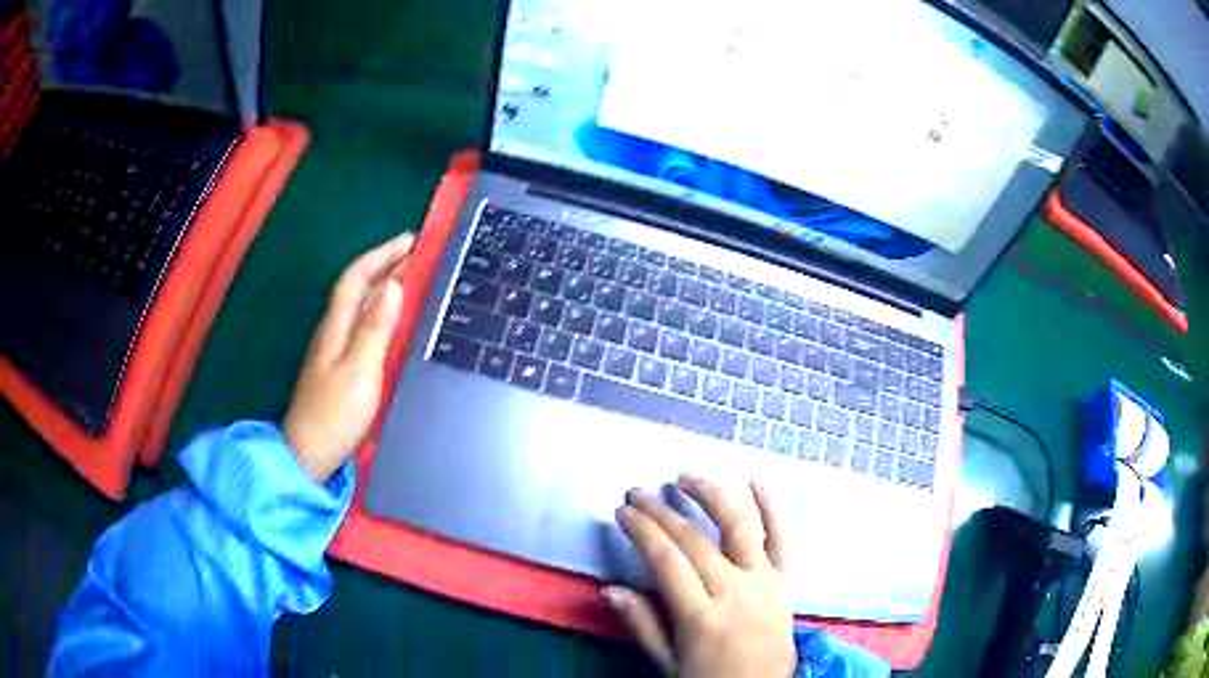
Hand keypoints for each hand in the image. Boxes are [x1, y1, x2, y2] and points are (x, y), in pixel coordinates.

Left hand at [283, 233, 413, 482]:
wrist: (309, 452)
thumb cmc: (335, 413)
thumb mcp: (360, 369)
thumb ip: (375, 328)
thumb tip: (393, 286)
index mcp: (336, 326)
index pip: (356, 277)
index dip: (381, 255)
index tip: (410, 240)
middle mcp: (332, 330)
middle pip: (356, 287)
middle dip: (384, 264)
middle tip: (415, 253)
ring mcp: (332, 348)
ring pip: (358, 304)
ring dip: (381, 285)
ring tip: (408, 277)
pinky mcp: (337, 365)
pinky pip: (360, 323)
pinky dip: (378, 309)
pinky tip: (389, 317)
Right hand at [603, 475, 795, 677]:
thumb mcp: (667, 662)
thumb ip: (641, 624)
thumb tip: (608, 589)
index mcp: (701, 617)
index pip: (665, 561)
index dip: (641, 531)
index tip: (623, 512)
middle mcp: (735, 592)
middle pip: (694, 540)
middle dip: (661, 512)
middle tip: (637, 493)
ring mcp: (765, 582)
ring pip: (739, 527)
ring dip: (711, 496)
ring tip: (685, 477)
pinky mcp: (786, 580)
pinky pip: (783, 537)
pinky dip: (772, 506)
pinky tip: (755, 479)